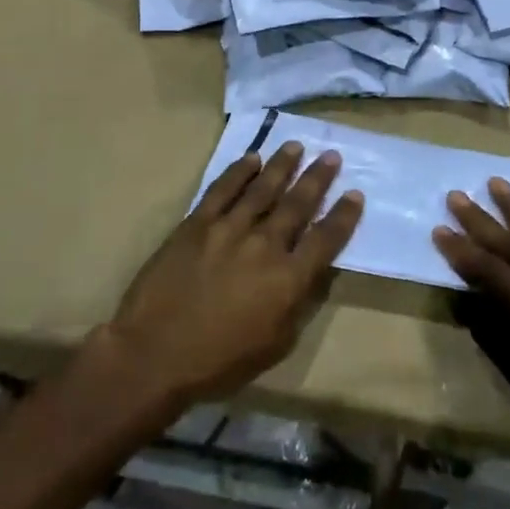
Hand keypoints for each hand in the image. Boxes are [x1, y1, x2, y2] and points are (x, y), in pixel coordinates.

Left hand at [101, 142, 363, 410]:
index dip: (344, 215)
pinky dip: (239, 171)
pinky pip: (222, 189)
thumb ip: (298, 304)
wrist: (154, 354)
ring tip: (296, 146)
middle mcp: (264, 245)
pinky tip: (251, 158)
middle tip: (332, 155)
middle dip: (317, 178)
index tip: (355, 193)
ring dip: (281, 165)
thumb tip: (314, 272)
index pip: (326, 239)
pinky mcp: (196, 223)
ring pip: (262, 188)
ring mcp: (228, 229)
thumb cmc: (218, 362)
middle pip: (297, 204)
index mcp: (288, 279)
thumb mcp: (275, 344)